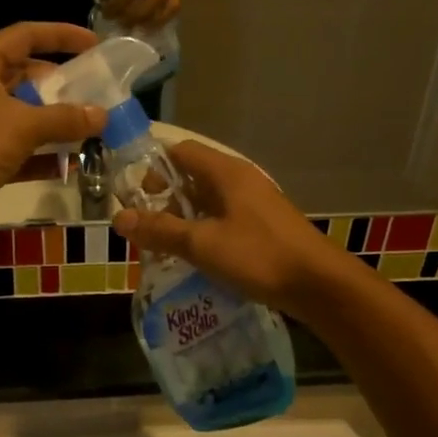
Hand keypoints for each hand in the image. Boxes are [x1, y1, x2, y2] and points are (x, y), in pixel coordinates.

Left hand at [0, 22, 105, 232]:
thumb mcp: (21, 125)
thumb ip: (64, 118)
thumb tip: (102, 114)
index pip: (26, 36)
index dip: (61, 36)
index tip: (94, 43)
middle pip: (29, 78)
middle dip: (64, 87)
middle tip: (99, 94)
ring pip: (27, 117)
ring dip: (58, 125)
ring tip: (96, 129)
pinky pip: (22, 151)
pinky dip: (45, 156)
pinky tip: (75, 164)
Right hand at [112, 141, 348, 320]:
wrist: (318, 284)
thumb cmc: (259, 255)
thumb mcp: (202, 244)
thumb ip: (161, 231)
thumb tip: (119, 218)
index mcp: (226, 173)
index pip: (181, 152)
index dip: (153, 167)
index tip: (132, 194)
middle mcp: (240, 181)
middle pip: (192, 177)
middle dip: (164, 199)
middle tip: (143, 227)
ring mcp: (254, 204)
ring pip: (207, 202)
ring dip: (183, 220)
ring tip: (161, 247)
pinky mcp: (262, 227)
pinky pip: (223, 221)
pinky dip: (204, 233)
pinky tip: (193, 259)